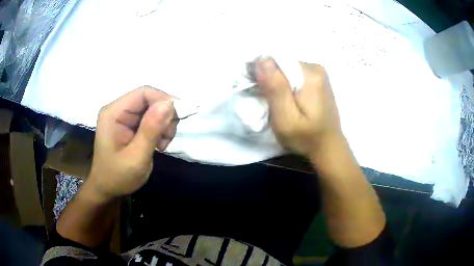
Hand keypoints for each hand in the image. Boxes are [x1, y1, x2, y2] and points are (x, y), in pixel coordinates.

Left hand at [87, 86, 177, 200]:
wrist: (108, 189)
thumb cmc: (118, 176)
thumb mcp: (136, 157)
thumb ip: (150, 130)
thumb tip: (169, 104)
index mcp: (113, 113)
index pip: (143, 93)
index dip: (164, 100)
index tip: (179, 117)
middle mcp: (118, 110)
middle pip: (149, 100)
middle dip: (164, 116)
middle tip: (168, 137)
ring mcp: (124, 117)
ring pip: (153, 109)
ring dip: (164, 124)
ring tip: (162, 144)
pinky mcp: (130, 125)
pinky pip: (151, 119)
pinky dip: (160, 130)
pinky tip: (158, 144)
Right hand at [256, 59, 341, 158]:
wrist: (328, 148)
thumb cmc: (306, 137)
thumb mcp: (286, 118)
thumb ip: (275, 89)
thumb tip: (262, 60)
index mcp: (310, 74)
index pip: (278, 60)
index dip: (263, 73)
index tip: (259, 91)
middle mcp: (316, 68)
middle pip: (283, 65)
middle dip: (272, 80)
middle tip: (269, 102)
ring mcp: (319, 74)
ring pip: (288, 71)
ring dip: (279, 84)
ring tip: (279, 104)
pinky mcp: (318, 81)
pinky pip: (295, 76)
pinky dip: (288, 87)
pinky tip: (289, 102)